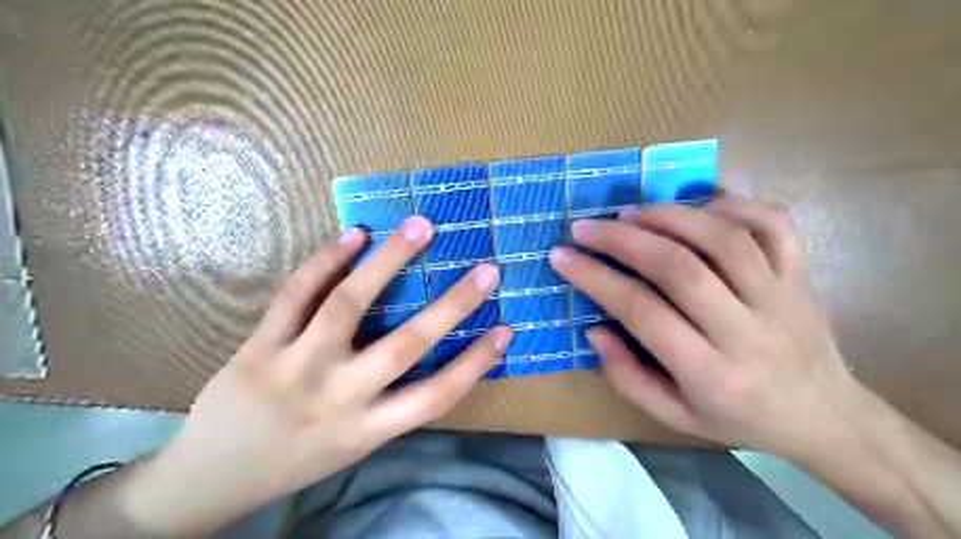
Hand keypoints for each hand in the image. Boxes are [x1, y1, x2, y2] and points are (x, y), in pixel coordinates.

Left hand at [125, 217, 508, 535]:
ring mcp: (295, 367)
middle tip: (486, 269)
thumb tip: (429, 352)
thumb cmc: (295, 461)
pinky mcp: (259, 346)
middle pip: (404, 345)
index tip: (506, 329)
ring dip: (389, 261)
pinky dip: (326, 261)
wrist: (207, 480)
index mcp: (367, 430)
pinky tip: (355, 236)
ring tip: (420, 227)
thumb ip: (389, 404)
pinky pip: (296, 295)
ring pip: (348, 305)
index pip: (435, 396)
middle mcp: (338, 398)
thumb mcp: (353, 445)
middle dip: (452, 305)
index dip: (476, 363)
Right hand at [553, 198, 859, 453]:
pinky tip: (696, 208)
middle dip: (623, 240)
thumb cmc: (739, 418)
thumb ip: (627, 376)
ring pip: (722, 239)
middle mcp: (747, 331)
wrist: (826, 417)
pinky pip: (772, 224)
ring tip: (629, 213)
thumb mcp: (675, 416)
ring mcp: (781, 297)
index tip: (562, 257)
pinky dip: (731, 205)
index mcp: (711, 373)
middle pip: (680, 268)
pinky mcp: (802, 275)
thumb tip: (594, 329)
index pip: (643, 313)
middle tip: (586, 227)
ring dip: (668, 217)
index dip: (596, 279)